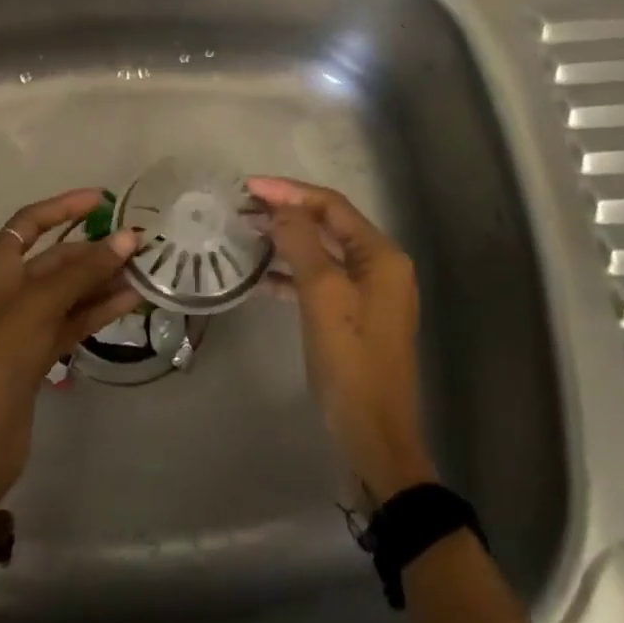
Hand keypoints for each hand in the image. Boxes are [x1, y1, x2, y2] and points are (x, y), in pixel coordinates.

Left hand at [0, 189, 138, 510]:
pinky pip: (72, 319)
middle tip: (138, 243)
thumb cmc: (0, 353)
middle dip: (94, 249)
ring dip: (102, 279)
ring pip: (68, 290)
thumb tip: (128, 238)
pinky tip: (130, 300)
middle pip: (55, 257)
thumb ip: (85, 270)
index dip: (65, 206)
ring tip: (143, 270)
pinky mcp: (36, 352)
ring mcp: (22, 322)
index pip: (31, 221)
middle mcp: (6, 288)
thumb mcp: (41, 303)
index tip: (103, 199)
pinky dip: (98, 309)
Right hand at [249, 177, 436, 502]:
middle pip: (327, 224)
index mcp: (380, 254)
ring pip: (320, 252)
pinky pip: (318, 281)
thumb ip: (301, 243)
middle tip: (243, 206)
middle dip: (286, 212)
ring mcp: (366, 293)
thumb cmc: (350, 359)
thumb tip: (280, 210)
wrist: (372, 435)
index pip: (331, 205)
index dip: (289, 192)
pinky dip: (290, 274)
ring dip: (286, 241)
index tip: (248, 186)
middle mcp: (378, 266)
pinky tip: (259, 276)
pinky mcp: (351, 317)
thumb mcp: (322, 295)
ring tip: (246, 232)